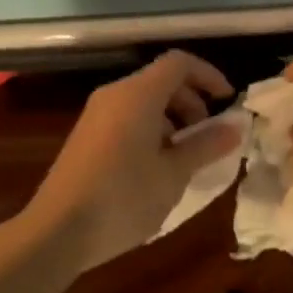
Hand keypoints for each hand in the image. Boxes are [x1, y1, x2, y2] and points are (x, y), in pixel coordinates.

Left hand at [22, 51, 241, 271]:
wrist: (58, 229)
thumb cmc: (124, 198)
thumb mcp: (173, 174)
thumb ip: (205, 146)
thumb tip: (235, 127)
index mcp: (138, 95)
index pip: (179, 63)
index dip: (209, 76)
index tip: (228, 102)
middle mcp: (115, 95)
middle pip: (161, 81)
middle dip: (191, 102)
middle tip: (207, 137)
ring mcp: (96, 115)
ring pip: (143, 102)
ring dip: (172, 120)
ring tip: (185, 157)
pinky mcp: (86, 136)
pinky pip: (126, 118)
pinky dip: (150, 130)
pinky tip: (156, 168)